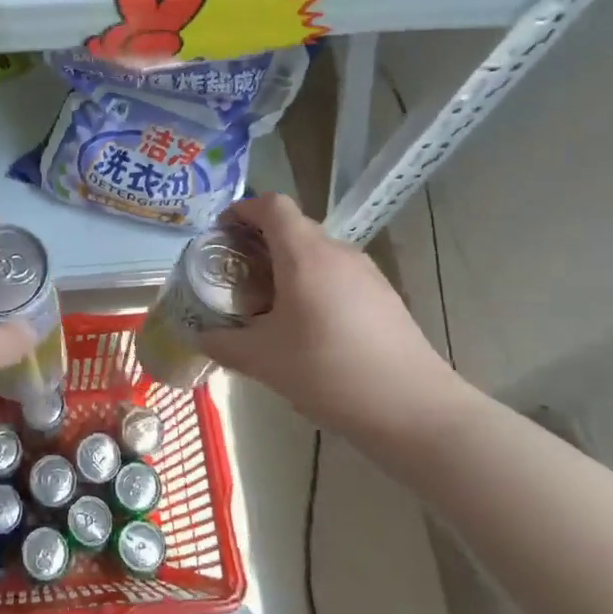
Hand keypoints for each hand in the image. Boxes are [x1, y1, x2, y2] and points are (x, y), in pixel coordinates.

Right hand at [197, 194, 468, 452]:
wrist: (413, 408)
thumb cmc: (328, 372)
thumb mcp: (263, 361)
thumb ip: (224, 344)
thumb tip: (199, 337)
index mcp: (304, 254)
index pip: (272, 205)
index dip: (243, 209)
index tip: (223, 232)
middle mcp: (337, 252)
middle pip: (294, 226)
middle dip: (261, 241)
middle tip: (238, 273)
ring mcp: (366, 272)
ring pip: (317, 251)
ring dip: (289, 263)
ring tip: (270, 301)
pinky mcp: (384, 295)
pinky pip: (338, 273)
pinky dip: (315, 282)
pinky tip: (310, 325)